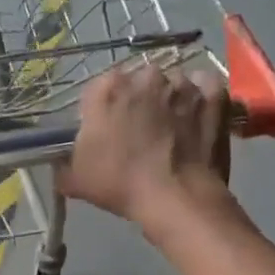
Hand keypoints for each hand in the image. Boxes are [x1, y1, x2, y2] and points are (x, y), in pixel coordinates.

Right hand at [58, 63, 235, 237]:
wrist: (177, 198)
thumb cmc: (121, 184)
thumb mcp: (75, 179)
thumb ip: (63, 164)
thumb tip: (60, 163)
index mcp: (107, 88)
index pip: (98, 91)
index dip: (102, 112)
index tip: (107, 134)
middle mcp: (145, 76)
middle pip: (137, 83)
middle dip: (138, 101)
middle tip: (141, 132)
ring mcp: (183, 83)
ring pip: (172, 84)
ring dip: (171, 99)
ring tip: (173, 129)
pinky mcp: (214, 95)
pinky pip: (206, 85)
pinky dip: (203, 96)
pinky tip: (198, 115)